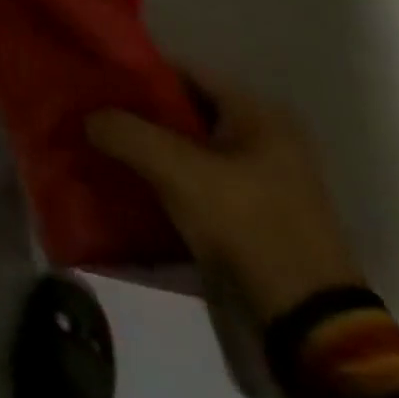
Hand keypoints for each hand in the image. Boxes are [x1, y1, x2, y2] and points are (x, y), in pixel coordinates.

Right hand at [87, 67, 365, 322]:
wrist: (309, 327)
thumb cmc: (249, 227)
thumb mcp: (178, 172)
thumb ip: (126, 133)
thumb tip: (89, 117)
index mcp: (258, 114)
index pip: (184, 70)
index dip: (138, 70)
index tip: (97, 76)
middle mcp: (264, 138)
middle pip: (184, 110)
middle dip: (138, 112)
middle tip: (92, 112)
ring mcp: (260, 180)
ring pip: (187, 148)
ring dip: (148, 148)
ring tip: (101, 145)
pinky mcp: (251, 216)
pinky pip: (196, 181)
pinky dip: (164, 179)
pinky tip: (128, 182)